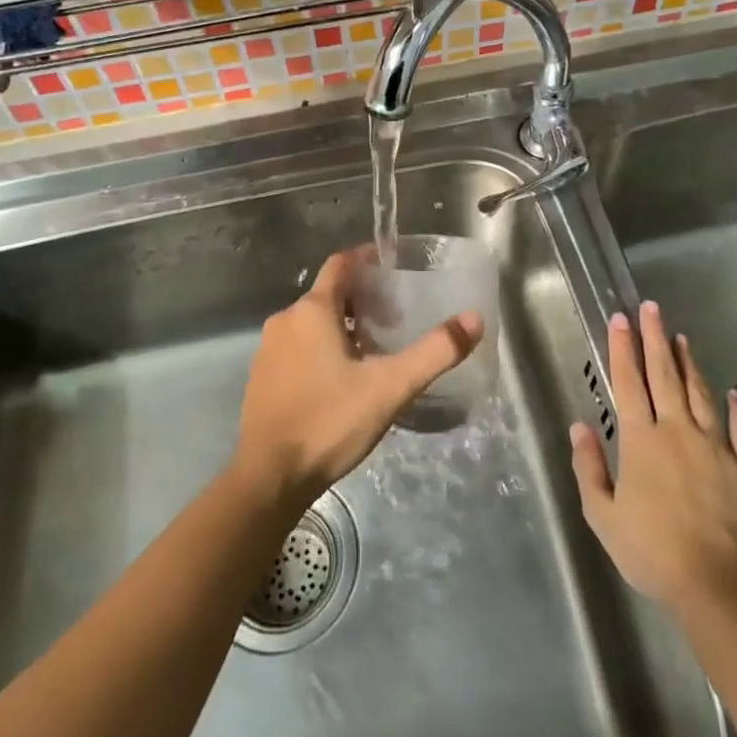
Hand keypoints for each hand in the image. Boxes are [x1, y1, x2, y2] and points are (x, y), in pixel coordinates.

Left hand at [235, 250, 483, 509]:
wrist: (268, 478)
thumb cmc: (329, 421)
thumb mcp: (390, 387)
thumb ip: (434, 352)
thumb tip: (474, 319)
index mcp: (312, 310)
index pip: (340, 264)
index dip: (366, 258)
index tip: (392, 263)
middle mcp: (285, 320)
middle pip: (328, 294)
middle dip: (361, 298)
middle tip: (396, 315)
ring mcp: (268, 350)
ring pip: (312, 323)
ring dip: (342, 326)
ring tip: (375, 348)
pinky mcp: (262, 377)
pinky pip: (297, 347)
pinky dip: (321, 348)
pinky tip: (342, 378)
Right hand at [570, 301, 736, 618]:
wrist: (716, 588)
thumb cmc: (652, 551)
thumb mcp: (602, 515)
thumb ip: (589, 467)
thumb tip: (580, 426)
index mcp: (641, 440)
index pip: (628, 382)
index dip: (623, 348)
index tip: (620, 318)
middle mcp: (677, 431)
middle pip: (664, 376)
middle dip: (655, 339)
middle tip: (652, 308)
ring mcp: (716, 448)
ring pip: (701, 394)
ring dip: (690, 364)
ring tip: (682, 338)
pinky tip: (735, 393)